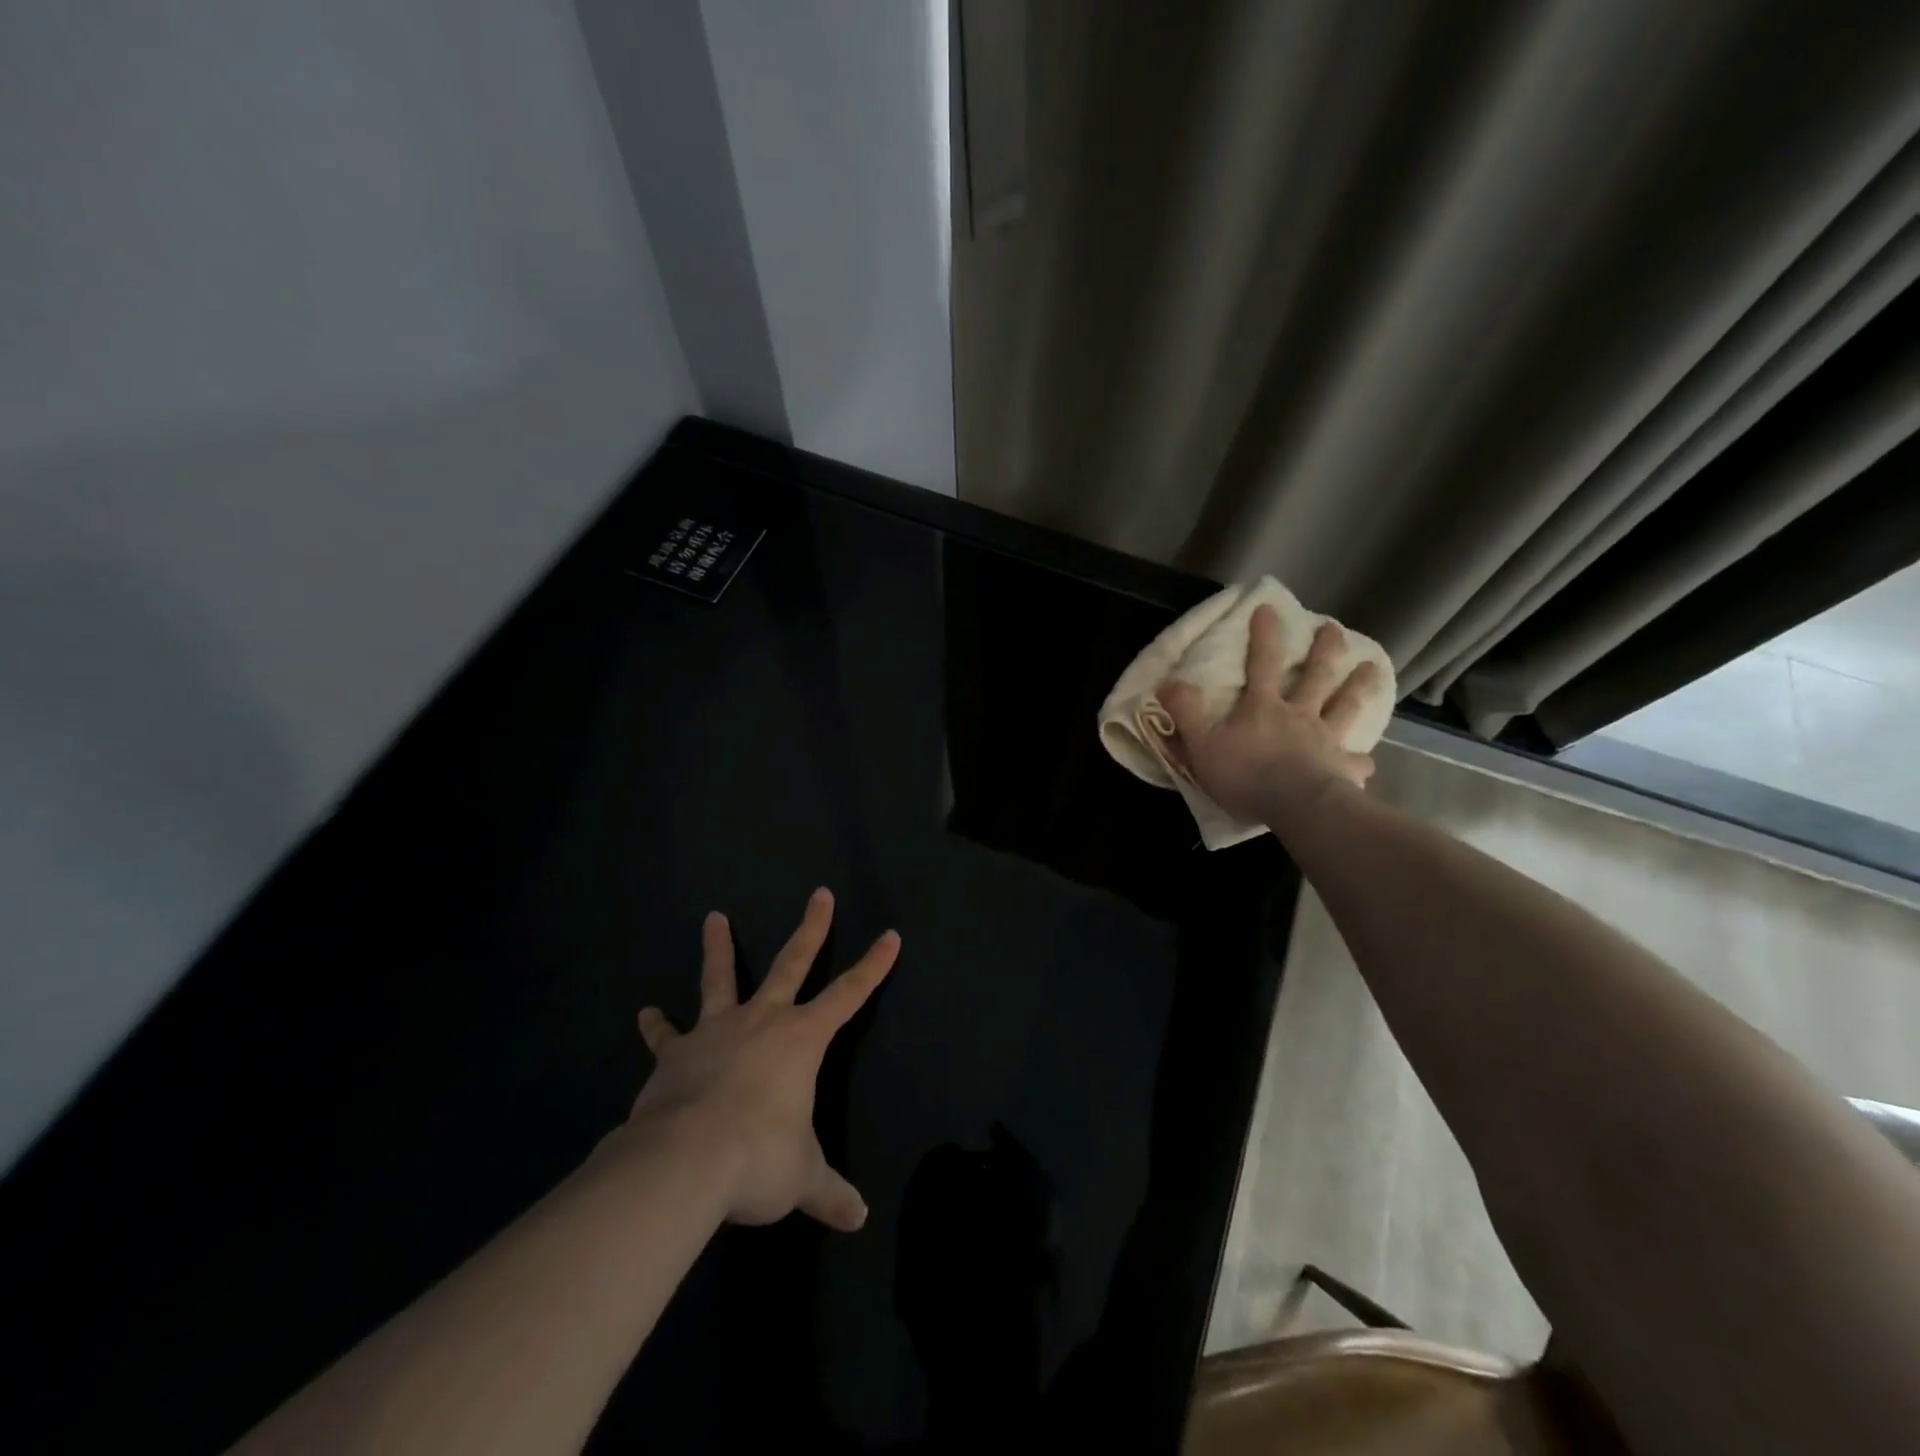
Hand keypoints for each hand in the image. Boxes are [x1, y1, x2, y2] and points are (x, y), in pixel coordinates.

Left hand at [625, 888, 898, 1231]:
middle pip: (792, 963)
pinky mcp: (676, 1054)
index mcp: (802, 1039)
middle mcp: (763, 1021)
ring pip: (721, 979)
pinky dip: (658, 1027)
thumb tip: (857, 1218)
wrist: (683, 1161)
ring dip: (719, 948)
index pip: (850, 994)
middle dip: (811, 928)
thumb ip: (829, 1192)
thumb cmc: (757, 1158)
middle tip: (820, 893)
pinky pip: (667, 1036)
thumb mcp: (801, 1178)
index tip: (891, 935)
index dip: (873, 966)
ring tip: (713, 918)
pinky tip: (646, 1013)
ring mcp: (716, 1031)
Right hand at [1160, 606, 1381, 823]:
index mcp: (1263, 707)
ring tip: (1373, 668)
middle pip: (1316, 676)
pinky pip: (1355, 763)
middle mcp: (1299, 716)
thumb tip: (1167, 681)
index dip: (1265, 635)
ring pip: (1346, 706)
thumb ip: (1185, 712)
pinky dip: (1360, 762)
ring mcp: (1325, 740)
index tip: (1270, 608)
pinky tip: (1368, 763)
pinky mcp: (1342, 770)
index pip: (1263, 663)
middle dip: (1324, 650)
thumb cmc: (1245, 775)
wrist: (1295, 806)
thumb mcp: (1201, 744)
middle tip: (1333, 628)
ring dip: (1359, 686)